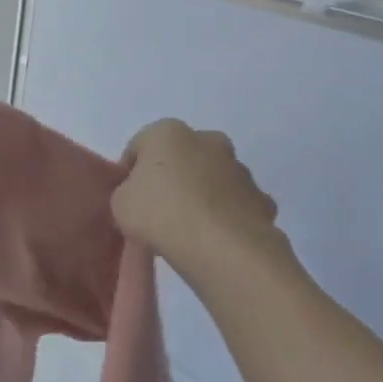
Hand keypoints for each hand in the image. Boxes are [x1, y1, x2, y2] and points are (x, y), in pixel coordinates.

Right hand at [111, 119, 285, 277]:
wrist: (222, 249)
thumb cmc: (160, 214)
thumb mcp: (119, 202)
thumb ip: (127, 191)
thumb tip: (140, 196)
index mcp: (168, 132)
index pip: (139, 147)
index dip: (130, 173)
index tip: (128, 198)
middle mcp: (208, 140)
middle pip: (181, 158)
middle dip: (171, 178)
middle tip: (158, 210)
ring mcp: (241, 169)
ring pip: (212, 179)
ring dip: (201, 195)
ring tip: (187, 229)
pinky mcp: (263, 200)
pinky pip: (235, 205)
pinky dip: (226, 216)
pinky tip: (213, 240)